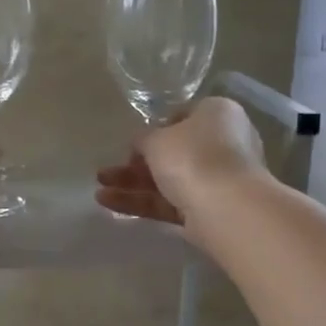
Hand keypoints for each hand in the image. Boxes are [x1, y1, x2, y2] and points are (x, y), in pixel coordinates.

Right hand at [95, 97, 266, 229]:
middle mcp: (223, 144)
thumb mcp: (157, 139)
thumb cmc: (193, 156)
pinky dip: (142, 203)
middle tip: (107, 172)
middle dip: (136, 164)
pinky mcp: (208, 211)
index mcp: (217, 114)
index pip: (183, 117)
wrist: (227, 207)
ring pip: (168, 181)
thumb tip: (142, 143)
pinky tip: (109, 204)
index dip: (155, 129)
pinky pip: (170, 204)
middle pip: (173, 153)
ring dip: (133, 185)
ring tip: (98, 190)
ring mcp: (217, 181)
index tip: (133, 144)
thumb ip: (144, 139)